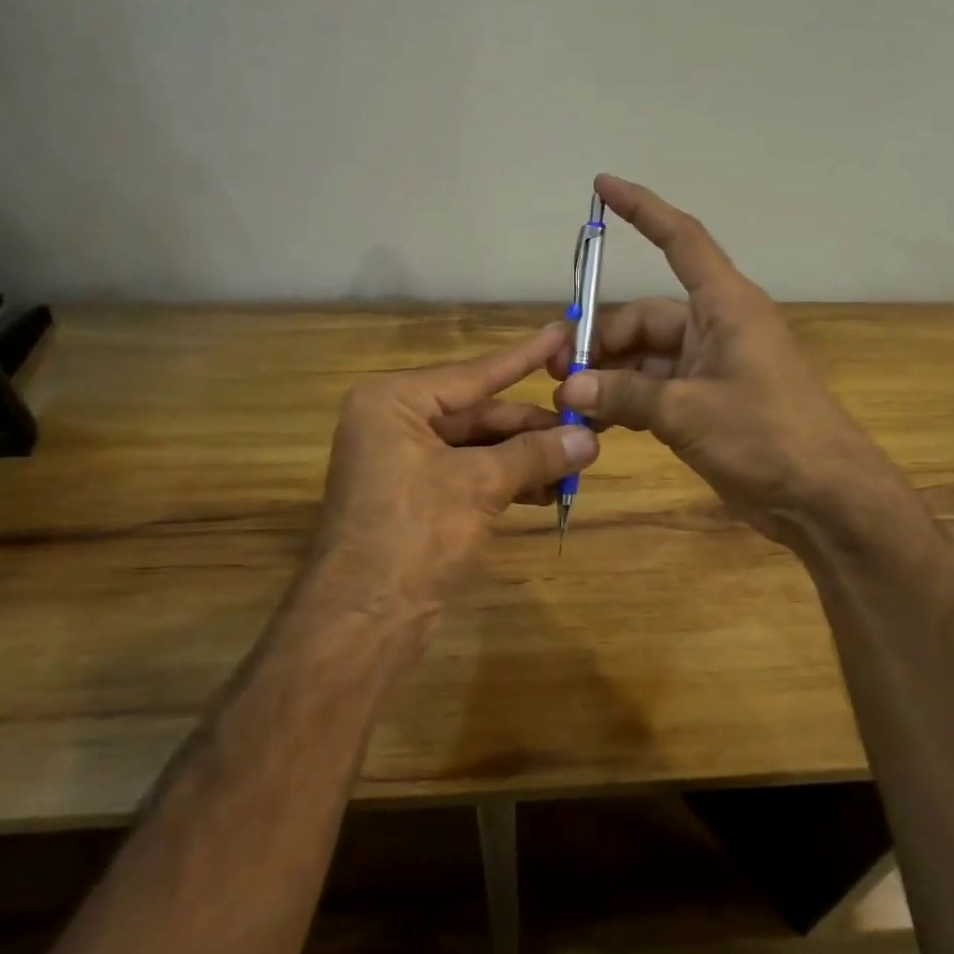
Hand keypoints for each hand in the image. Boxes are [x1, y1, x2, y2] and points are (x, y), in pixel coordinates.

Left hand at [310, 324, 597, 626]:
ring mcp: (404, 462)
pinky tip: (548, 490)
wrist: (363, 621)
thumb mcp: (480, 485)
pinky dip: (508, 481)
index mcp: (394, 401)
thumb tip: (590, 437)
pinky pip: (471, 475)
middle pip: (480, 414)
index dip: (525, 356)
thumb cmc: (414, 534)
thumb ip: (536, 454)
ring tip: (578, 463)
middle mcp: (395, 423)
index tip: (564, 333)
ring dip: (527, 457)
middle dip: (533, 427)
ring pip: (479, 448)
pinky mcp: (416, 498)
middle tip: (588, 427)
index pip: (475, 373)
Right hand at [550, 175, 889, 544]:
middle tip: (559, 374)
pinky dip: (627, 401)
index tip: (603, 186)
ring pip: (645, 358)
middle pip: (645, 316)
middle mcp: (716, 328)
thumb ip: (625, 395)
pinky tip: (595, 421)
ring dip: (609, 376)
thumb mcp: (688, 411)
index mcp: (725, 306)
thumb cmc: (767, 435)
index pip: (680, 240)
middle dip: (601, 341)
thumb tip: (569, 388)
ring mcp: (711, 368)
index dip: (642, 210)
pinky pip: (655, 390)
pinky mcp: (706, 404)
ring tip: (568, 402)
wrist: (822, 496)